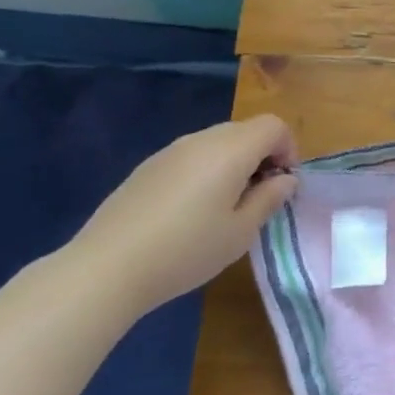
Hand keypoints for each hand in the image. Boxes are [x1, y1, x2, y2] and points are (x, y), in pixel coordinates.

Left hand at [61, 115, 297, 314]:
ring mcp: (171, 151)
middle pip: (246, 130)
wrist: (106, 267)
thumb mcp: (241, 232)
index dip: (288, 149)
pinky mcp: (148, 167)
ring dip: (234, 163)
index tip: (282, 185)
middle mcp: (201, 140)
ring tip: (225, 207)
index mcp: (230, 150)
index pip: (273, 126)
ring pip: (217, 142)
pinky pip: (191, 156)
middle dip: (263, 156)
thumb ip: (269, 199)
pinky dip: (206, 171)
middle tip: (259, 197)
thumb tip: (286, 180)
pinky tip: (190, 211)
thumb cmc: (186, 250)